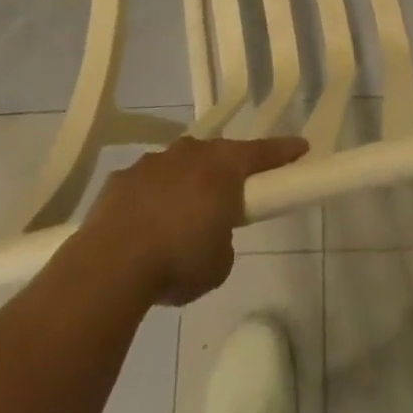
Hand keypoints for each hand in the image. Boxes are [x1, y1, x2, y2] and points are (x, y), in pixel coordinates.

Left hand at [79, 135, 308, 305]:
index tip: (300, 147)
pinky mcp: (122, 178)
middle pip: (218, 155)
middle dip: (226, 171)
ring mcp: (154, 162)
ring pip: (180, 166)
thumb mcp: (219, 263)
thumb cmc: (178, 260)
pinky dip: (152, 200)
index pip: (262, 152)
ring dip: (186, 185)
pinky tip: (145, 228)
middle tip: (231, 194)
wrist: (111, 264)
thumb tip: (212, 234)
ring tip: (181, 219)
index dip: (283, 152)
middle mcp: (191, 154)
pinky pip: (147, 184)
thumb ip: (224, 240)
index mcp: (223, 168)